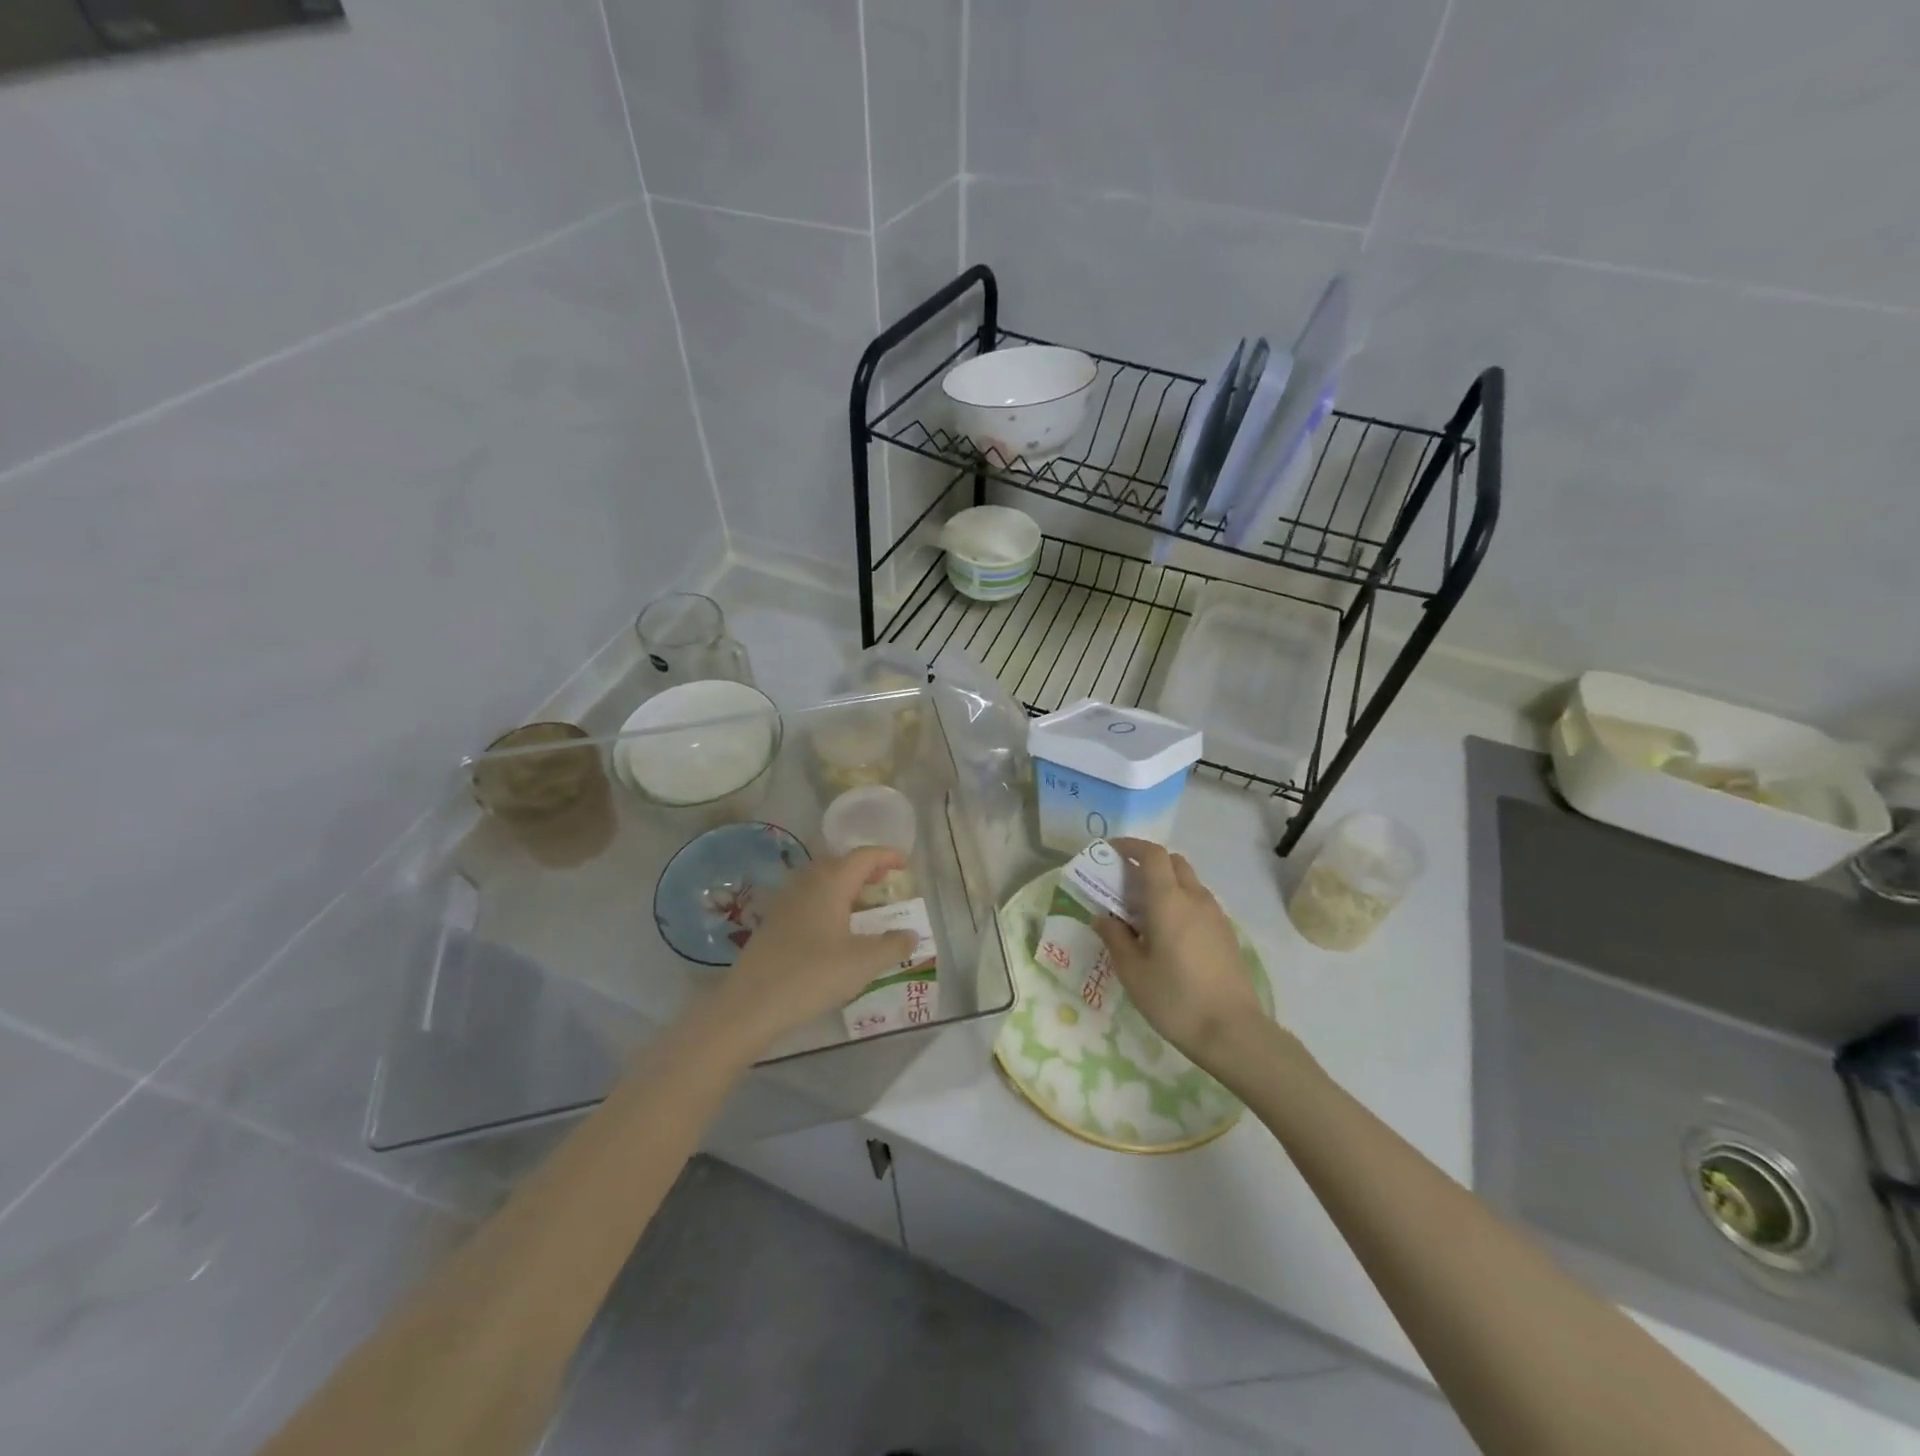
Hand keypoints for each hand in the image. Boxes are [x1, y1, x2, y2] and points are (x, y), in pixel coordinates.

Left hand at [715, 847, 918, 1050]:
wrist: (751, 1003)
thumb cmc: (813, 975)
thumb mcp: (863, 963)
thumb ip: (893, 945)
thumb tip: (911, 934)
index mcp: (831, 882)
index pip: (864, 856)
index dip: (887, 856)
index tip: (905, 863)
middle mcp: (806, 882)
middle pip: (841, 863)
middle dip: (866, 870)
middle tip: (887, 884)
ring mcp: (785, 901)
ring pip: (821, 881)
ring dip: (845, 887)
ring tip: (864, 907)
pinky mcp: (773, 921)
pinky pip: (807, 899)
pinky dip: (827, 903)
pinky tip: (834, 929)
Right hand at [1093, 838, 1272, 1074]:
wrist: (1233, 1032)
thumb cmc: (1175, 999)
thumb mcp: (1133, 972)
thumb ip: (1115, 938)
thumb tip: (1102, 918)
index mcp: (1168, 901)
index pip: (1152, 854)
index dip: (1130, 846)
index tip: (1110, 852)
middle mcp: (1195, 898)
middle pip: (1173, 862)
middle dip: (1147, 863)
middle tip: (1124, 883)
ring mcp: (1215, 915)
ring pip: (1188, 882)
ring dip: (1165, 883)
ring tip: (1144, 912)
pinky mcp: (1226, 933)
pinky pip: (1199, 903)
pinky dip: (1180, 902)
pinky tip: (1168, 933)